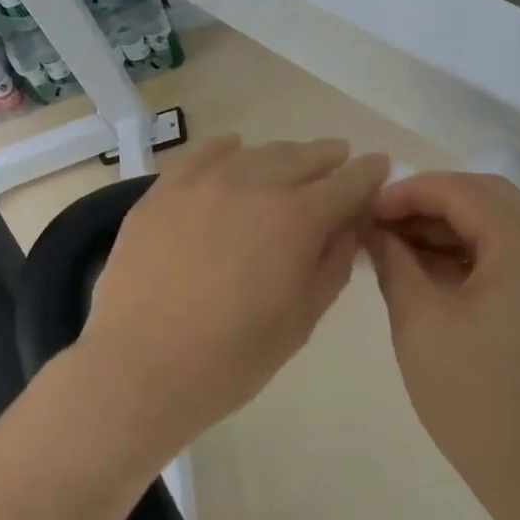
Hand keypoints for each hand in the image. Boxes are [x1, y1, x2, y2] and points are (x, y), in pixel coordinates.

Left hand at [78, 136, 389, 462]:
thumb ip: (332, 263)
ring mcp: (202, 182)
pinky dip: (229, 150)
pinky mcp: (163, 190)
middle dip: (329, 159)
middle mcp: (253, 184)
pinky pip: (203, 155)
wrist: (139, 369)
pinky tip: (234, 152)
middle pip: (303, 157)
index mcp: (296, 219)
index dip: (369, 173)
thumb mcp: (301, 320)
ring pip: (256, 152)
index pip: (348, 182)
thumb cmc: (231, 359)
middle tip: (339, 162)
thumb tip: (347, 225)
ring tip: (290, 165)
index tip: (379, 167)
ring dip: (283, 156)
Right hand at [367, 172, 519, 514]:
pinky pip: (510, 252)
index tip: (366, 209)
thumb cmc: (473, 396)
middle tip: (380, 224)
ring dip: (448, 226)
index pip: (460, 190)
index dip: (407, 192)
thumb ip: (393, 260)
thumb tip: (373, 227)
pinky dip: (470, 251)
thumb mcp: (419, 320)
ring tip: (396, 245)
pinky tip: (430, 269)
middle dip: (428, 203)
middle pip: (485, 196)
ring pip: (498, 222)